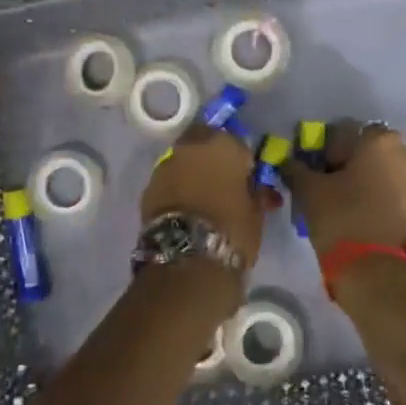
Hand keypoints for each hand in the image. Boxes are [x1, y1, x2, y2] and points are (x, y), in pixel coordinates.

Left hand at [140, 126, 267, 267]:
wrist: (188, 260)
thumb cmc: (232, 230)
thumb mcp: (256, 212)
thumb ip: (256, 192)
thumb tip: (257, 187)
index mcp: (223, 145)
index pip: (237, 144)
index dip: (242, 162)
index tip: (247, 180)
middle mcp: (191, 147)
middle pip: (204, 145)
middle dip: (213, 159)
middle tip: (223, 184)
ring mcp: (165, 165)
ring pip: (184, 162)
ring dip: (193, 174)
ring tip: (203, 201)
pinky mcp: (148, 188)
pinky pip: (169, 182)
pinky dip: (178, 190)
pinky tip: (186, 210)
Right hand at [283, 121, 405, 256]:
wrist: (378, 273)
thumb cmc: (342, 219)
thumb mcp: (309, 191)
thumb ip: (297, 168)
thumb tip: (290, 162)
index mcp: (380, 140)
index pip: (346, 133)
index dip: (328, 151)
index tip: (318, 172)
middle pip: (372, 152)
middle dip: (354, 165)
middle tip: (335, 189)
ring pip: (390, 173)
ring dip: (374, 183)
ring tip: (354, 208)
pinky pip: (402, 195)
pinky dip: (388, 201)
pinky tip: (371, 220)